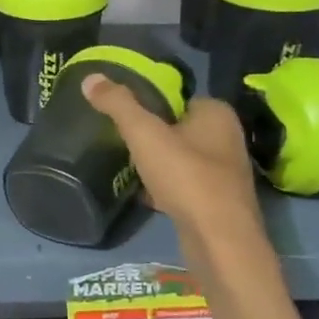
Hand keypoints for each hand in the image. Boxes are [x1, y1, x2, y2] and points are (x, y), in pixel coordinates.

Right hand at [80, 73, 264, 244]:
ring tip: (128, 167)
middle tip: (122, 142)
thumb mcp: (144, 134)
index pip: (178, 98)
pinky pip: (185, 185)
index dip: (150, 104)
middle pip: (178, 128)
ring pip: (181, 158)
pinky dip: (166, 188)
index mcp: (217, 113)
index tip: (123, 116)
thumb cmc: (186, 177)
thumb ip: (118, 104)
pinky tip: (144, 195)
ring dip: (157, 163)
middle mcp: (227, 138)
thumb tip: (91, 78)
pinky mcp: (218, 201)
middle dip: (152, 136)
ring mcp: (225, 172)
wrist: (219, 240)